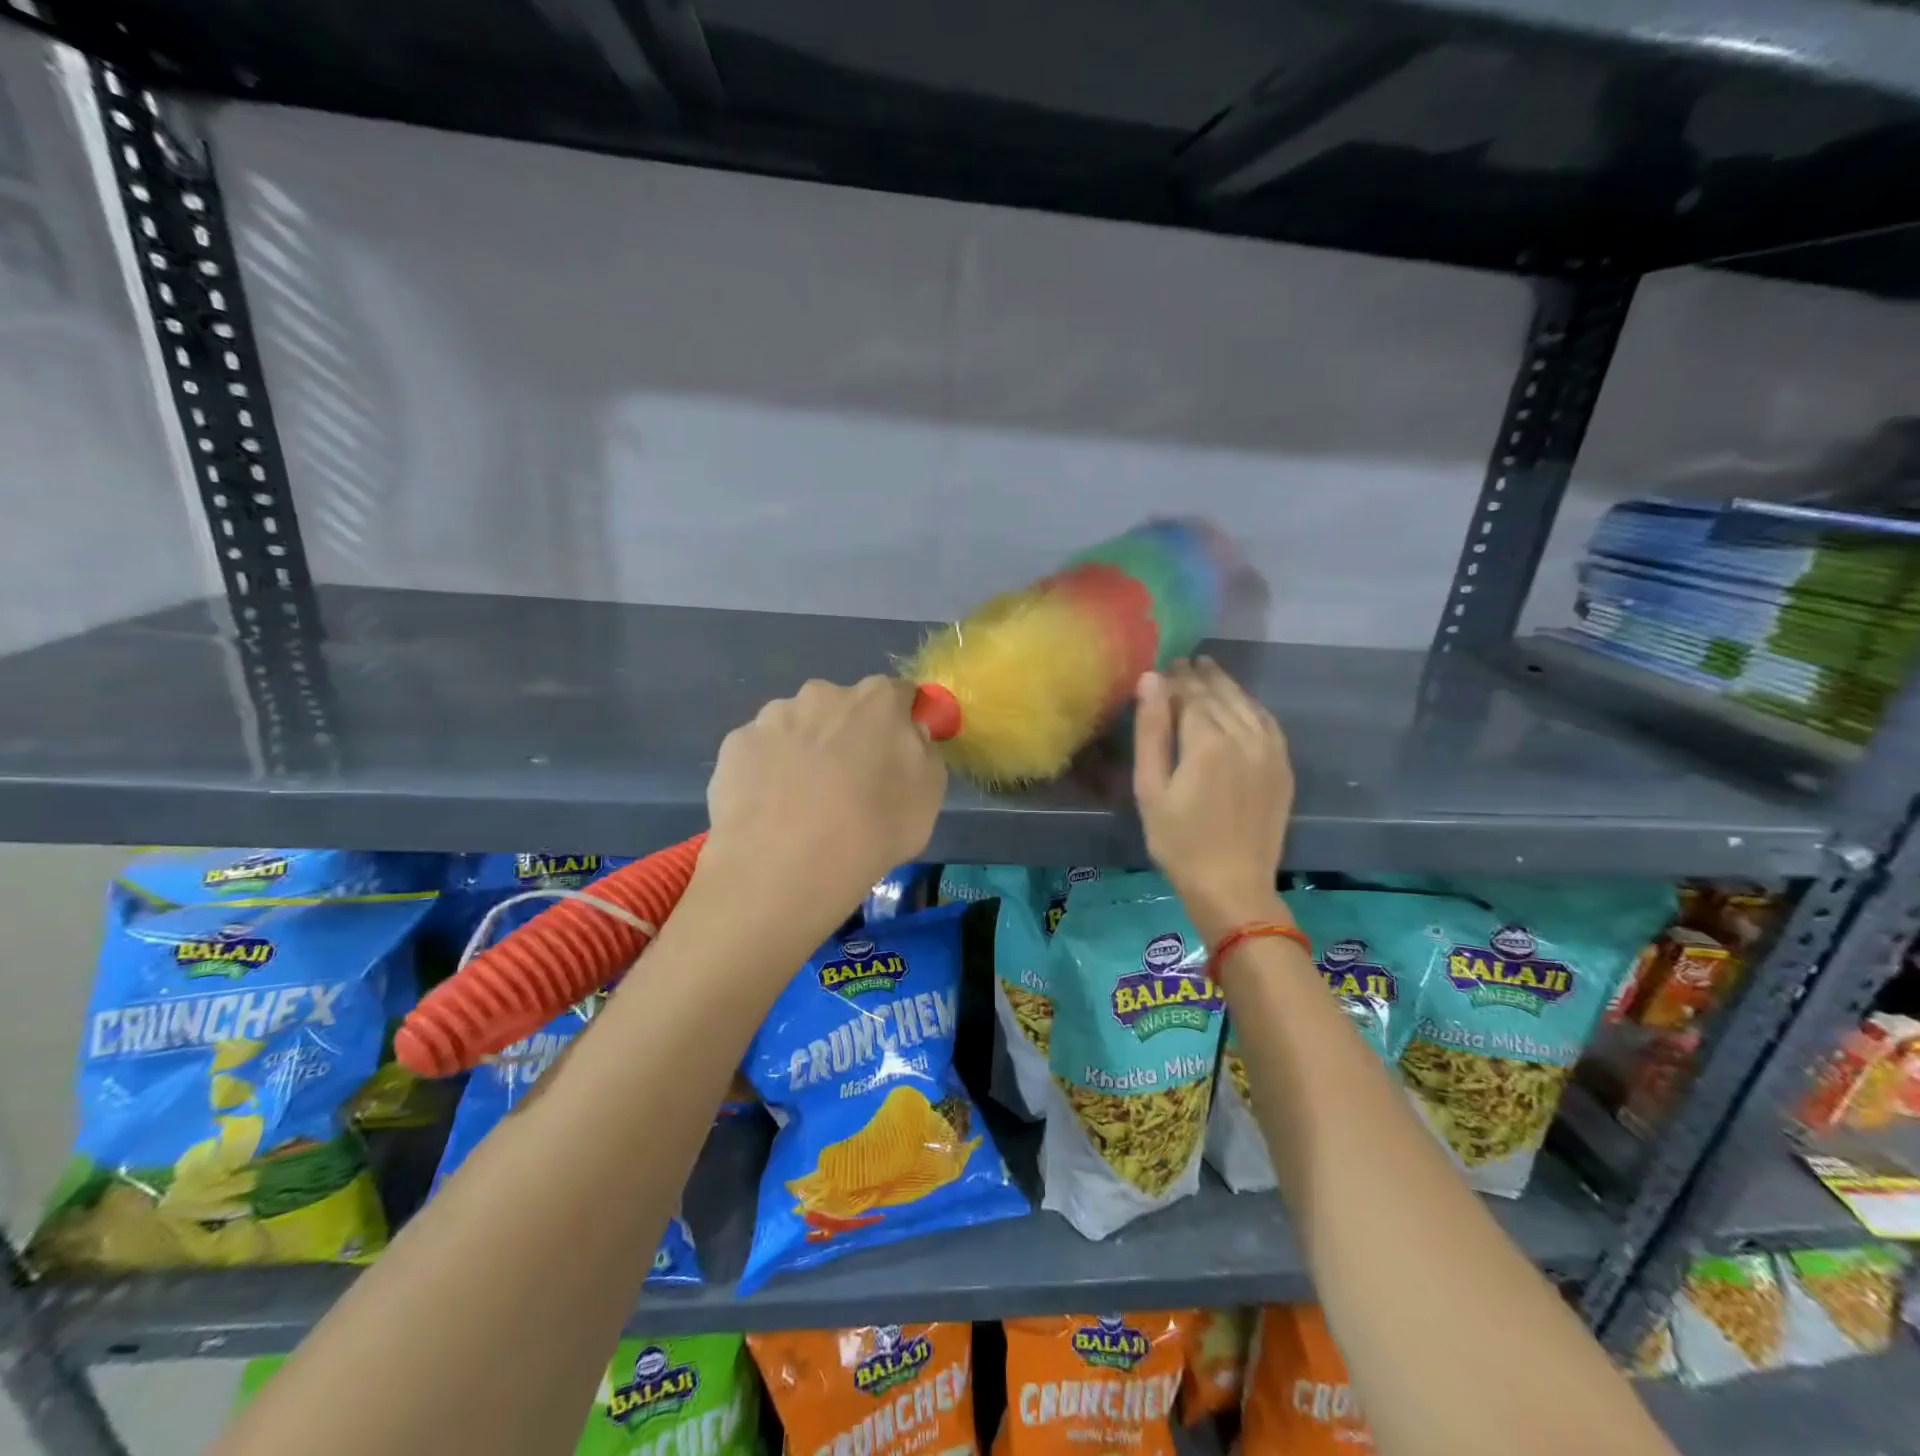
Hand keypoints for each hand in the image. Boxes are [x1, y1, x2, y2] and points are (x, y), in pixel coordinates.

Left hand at [704, 675, 947, 911]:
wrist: (788, 863)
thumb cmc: (874, 828)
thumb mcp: (930, 796)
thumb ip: (923, 753)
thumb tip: (909, 736)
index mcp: (877, 700)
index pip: (897, 695)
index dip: (899, 723)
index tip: (896, 755)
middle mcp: (823, 694)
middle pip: (841, 707)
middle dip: (845, 734)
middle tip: (847, 784)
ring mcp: (772, 717)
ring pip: (795, 726)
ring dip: (803, 751)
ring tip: (801, 804)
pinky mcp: (735, 745)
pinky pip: (760, 752)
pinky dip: (766, 772)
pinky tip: (769, 810)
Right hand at [1133, 658, 1293, 938]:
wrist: (1232, 885)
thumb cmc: (1178, 841)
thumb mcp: (1150, 789)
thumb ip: (1151, 732)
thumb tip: (1150, 680)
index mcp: (1208, 742)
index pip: (1190, 695)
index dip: (1174, 678)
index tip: (1161, 665)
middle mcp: (1244, 737)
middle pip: (1219, 694)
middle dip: (1199, 676)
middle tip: (1182, 661)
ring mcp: (1270, 751)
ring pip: (1246, 704)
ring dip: (1226, 685)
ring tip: (1208, 670)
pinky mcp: (1282, 767)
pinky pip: (1268, 722)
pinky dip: (1251, 705)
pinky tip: (1241, 702)